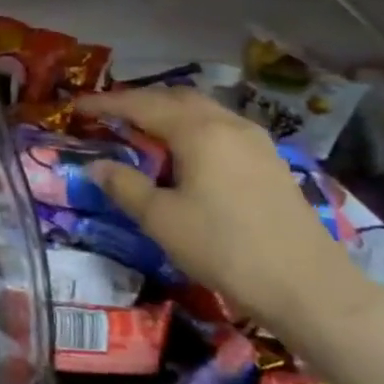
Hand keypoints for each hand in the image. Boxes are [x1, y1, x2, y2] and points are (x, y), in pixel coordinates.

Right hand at [76, 86, 367, 332]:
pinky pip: (220, 128)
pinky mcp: (269, 162)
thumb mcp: (160, 219)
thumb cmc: (223, 248)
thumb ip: (124, 185)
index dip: (106, 103)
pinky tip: (183, 152)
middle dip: (138, 101)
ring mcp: (256, 142)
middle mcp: (229, 125)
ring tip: (140, 130)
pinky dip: (191, 128)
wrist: (306, 286)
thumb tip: (95, 165)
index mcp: (199, 132)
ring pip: (202, 111)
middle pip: (176, 98)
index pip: (142, 105)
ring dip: (167, 113)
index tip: (76, 106)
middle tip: (107, 114)